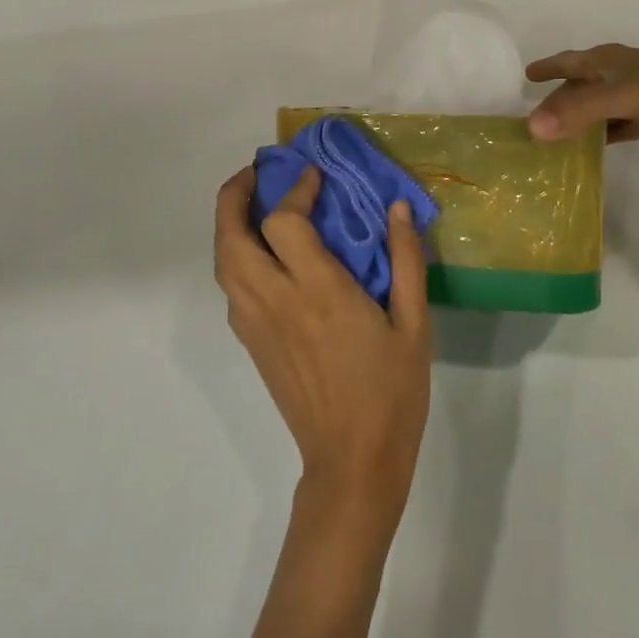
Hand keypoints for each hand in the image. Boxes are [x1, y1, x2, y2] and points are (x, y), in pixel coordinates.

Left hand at [214, 165, 431, 519]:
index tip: (314, 174)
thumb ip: (406, 260)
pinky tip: (264, 253)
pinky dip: (235, 256)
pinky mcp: (251, 344)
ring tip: (255, 204)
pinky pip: (231, 288)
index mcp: (318, 291)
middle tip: (258, 173)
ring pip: (223, 262)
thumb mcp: (415, 323)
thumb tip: (397, 207)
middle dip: (235, 195)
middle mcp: (276, 301)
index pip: (284, 222)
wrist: (352, 463)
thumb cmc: (391, 392)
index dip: (295, 189)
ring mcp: (256, 324)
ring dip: (229, 224)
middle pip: (231, 236)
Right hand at [526, 44, 638, 144]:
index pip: (568, 62)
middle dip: (556, 101)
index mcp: (608, 61)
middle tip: (529, 124)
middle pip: (578, 89)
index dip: (547, 68)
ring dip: (576, 123)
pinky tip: (585, 153)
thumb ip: (580, 111)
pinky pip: (615, 129)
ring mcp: (635, 99)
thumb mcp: (625, 96)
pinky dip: (599, 138)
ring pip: (595, 111)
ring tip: (549, 142)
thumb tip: (532, 128)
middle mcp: (617, 76)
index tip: (523, 78)